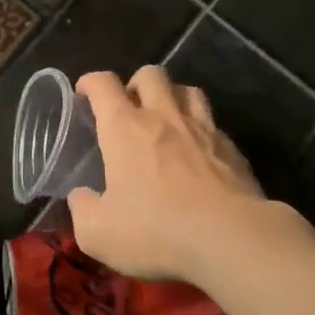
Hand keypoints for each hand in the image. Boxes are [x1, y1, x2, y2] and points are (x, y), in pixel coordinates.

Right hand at [67, 66, 305, 284]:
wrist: (231, 240)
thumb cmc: (156, 230)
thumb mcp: (98, 233)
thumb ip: (83, 209)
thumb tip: (81, 196)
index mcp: (124, 128)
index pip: (103, 84)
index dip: (91, 82)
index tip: (84, 93)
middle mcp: (164, 117)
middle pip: (151, 74)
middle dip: (135, 83)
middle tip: (129, 108)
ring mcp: (203, 130)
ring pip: (188, 90)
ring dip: (172, 97)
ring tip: (166, 119)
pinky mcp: (233, 150)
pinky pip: (213, 124)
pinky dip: (200, 130)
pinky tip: (198, 153)